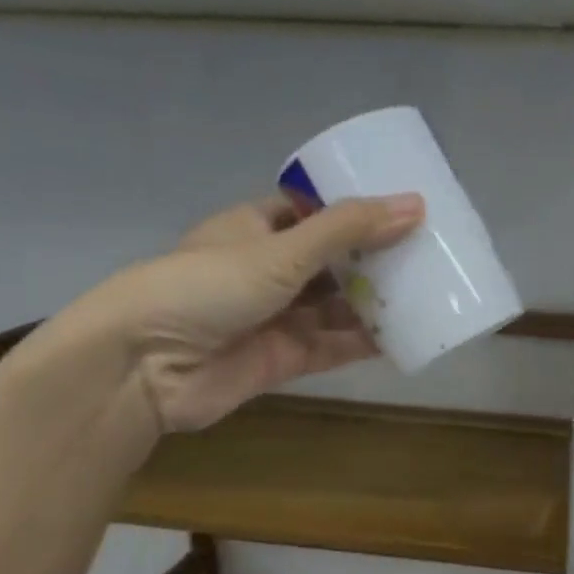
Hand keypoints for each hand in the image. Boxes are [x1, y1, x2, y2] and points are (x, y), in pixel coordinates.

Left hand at [51, 191, 423, 432]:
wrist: (142, 368)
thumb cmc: (205, 286)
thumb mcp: (281, 249)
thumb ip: (348, 229)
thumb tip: (416, 204)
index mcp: (256, 227)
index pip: (314, 210)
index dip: (356, 209)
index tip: (404, 209)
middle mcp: (268, 269)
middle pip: (333, 259)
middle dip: (376, 258)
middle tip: (431, 253)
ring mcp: (277, 315)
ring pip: (338, 304)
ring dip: (377, 300)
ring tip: (431, 291)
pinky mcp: (284, 357)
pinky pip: (335, 344)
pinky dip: (367, 341)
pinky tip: (408, 335)